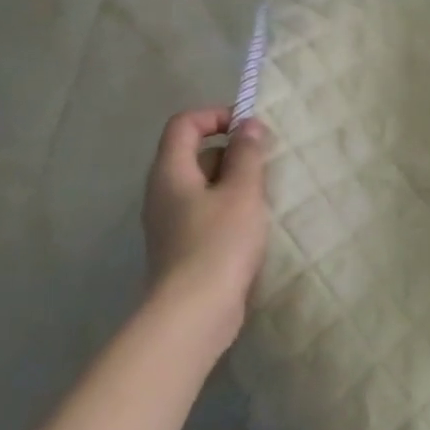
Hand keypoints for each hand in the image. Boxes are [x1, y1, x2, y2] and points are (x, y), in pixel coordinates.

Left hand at [141, 108, 269, 336]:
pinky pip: (206, 211)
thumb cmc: (219, 242)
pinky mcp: (182, 247)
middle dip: (232, 151)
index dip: (216, 116)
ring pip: (203, 185)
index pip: (184, 123)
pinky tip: (255, 224)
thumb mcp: (243, 191)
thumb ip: (247, 153)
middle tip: (265, 163)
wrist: (193, 314)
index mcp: (171, 171)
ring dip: (235, 182)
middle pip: (194, 153)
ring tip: (266, 193)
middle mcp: (163, 192)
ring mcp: (170, 222)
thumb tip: (248, 125)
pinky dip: (229, 208)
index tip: (250, 129)